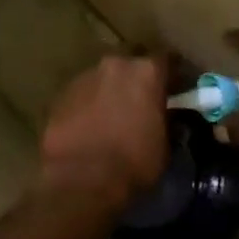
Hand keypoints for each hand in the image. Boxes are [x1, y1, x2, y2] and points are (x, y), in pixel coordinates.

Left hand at [39, 53, 170, 211]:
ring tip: (112, 114)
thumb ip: (167, 122)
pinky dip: (88, 103)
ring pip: (103, 77)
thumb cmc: (133, 163)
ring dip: (110, 90)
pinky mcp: (61, 93)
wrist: (81, 178)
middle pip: (131, 62)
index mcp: (146, 72)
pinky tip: (89, 124)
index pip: (167, 60)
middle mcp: (115, 65)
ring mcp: (85, 76)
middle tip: (142, 99)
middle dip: (137, 76)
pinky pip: (82, 94)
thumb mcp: (165, 146)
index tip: (177, 86)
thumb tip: (166, 118)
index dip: (173, 74)